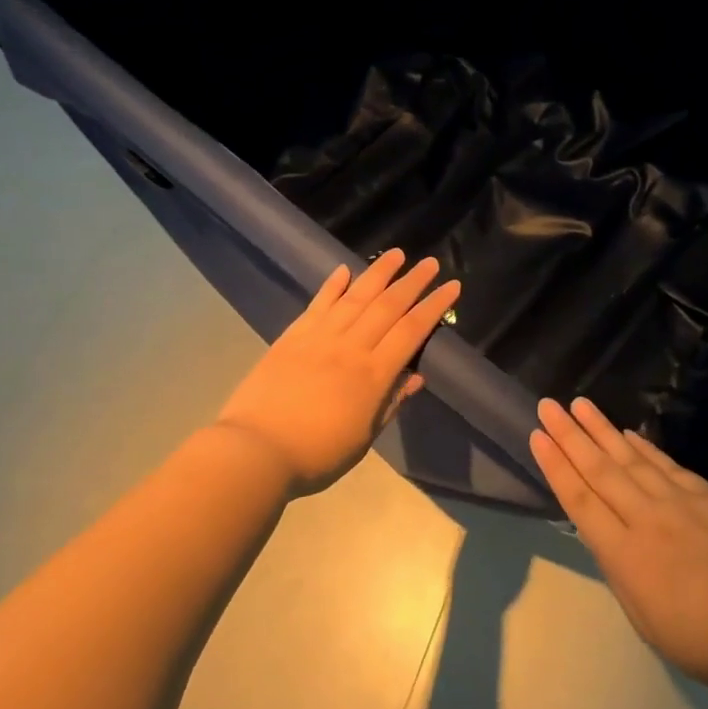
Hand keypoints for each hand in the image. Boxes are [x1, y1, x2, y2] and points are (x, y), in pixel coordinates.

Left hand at [214, 250, 459, 495]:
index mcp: (374, 375)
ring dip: (379, 273)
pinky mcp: (293, 337)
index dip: (434, 306)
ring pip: (356, 297)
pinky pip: (318, 304)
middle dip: (413, 282)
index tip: (452, 286)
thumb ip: (390, 403)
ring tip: (397, 254)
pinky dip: (332, 285)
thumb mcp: (363, 438)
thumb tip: (416, 377)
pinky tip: (344, 270)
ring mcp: (320, 338)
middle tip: (431, 263)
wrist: (255, 452)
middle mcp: (351, 347)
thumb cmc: (316, 454)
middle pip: (388, 306)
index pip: (412, 331)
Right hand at [531, 397, 707, 697]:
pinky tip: (626, 433)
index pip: (580, 500)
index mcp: (625, 555)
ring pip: (631, 458)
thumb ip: (621, 570)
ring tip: (579, 404)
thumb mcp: (644, 618)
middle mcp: (646, 518)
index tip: (538, 436)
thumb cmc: (702, 641)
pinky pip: (666, 464)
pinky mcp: (707, 495)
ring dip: (601, 429)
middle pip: (600, 469)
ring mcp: (679, 501)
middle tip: (548, 404)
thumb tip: (605, 535)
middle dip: (570, 435)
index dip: (556, 465)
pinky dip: (643, 447)